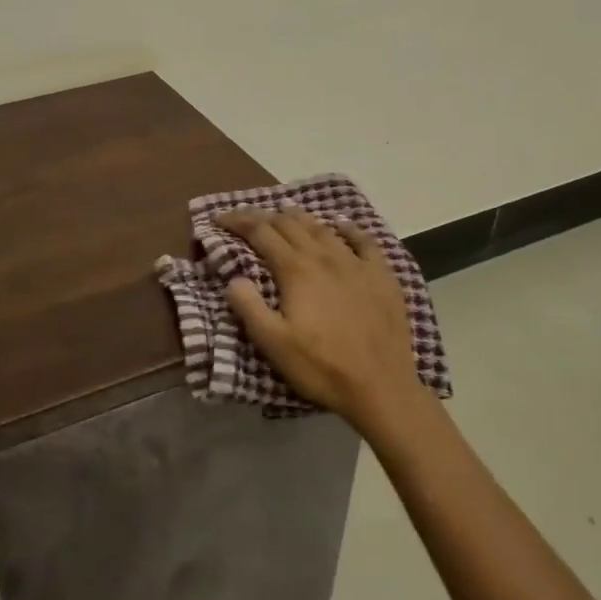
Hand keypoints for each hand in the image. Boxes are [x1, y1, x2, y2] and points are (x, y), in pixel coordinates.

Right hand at [217, 205, 428, 437]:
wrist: (381, 387)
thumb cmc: (321, 367)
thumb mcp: (272, 343)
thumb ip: (248, 306)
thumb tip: (234, 278)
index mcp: (295, 270)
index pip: (260, 232)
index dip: (237, 221)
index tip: (218, 219)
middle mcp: (324, 257)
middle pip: (290, 224)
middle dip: (264, 216)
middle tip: (246, 217)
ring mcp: (356, 264)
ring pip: (323, 228)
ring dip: (300, 217)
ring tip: (285, 212)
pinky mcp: (382, 276)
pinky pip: (365, 241)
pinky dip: (349, 228)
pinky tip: (342, 224)